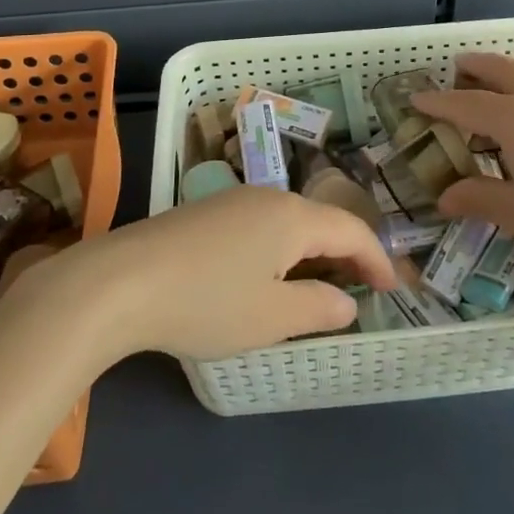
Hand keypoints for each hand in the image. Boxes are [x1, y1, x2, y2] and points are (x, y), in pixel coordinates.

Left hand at [14, 188, 397, 362]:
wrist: (120, 282)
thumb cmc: (206, 302)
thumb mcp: (271, 317)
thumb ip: (318, 307)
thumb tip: (347, 302)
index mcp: (292, 217)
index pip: (352, 230)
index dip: (376, 259)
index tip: (393, 289)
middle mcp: (267, 197)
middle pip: (321, 220)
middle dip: (345, 253)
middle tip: (361, 288)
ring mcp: (233, 200)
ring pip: (289, 221)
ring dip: (311, 250)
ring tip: (318, 285)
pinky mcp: (205, 212)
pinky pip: (261, 224)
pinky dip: (280, 249)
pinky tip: (267, 275)